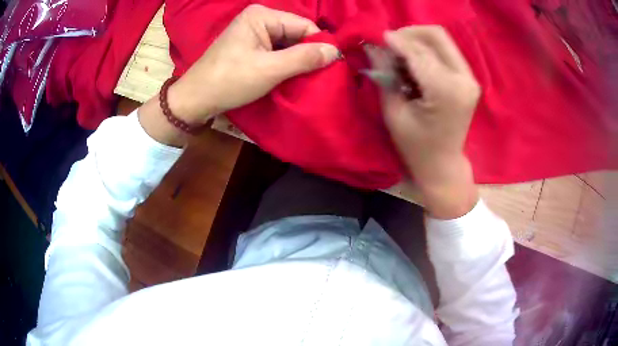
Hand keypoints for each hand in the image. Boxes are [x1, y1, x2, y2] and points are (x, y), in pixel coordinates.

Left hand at [139, 4, 339, 145]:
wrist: (196, 99)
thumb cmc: (229, 81)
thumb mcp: (270, 69)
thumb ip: (304, 58)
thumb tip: (336, 52)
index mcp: (263, 15)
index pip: (304, 26)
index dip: (318, 46)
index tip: (330, 68)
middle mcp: (260, 18)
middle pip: (296, 34)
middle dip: (307, 54)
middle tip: (317, 77)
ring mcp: (254, 32)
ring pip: (288, 44)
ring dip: (297, 61)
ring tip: (304, 79)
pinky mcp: (250, 46)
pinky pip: (276, 51)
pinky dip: (285, 64)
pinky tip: (289, 77)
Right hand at [374, 26, 480, 218]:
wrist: (443, 164)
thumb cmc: (416, 147)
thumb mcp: (394, 113)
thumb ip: (386, 76)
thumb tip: (376, 48)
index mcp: (446, 91)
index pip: (418, 53)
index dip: (395, 42)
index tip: (377, 38)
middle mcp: (464, 79)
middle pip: (436, 36)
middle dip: (409, 34)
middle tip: (390, 43)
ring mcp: (470, 78)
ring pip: (442, 40)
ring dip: (418, 41)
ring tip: (400, 54)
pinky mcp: (469, 79)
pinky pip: (445, 52)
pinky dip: (427, 50)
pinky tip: (414, 63)